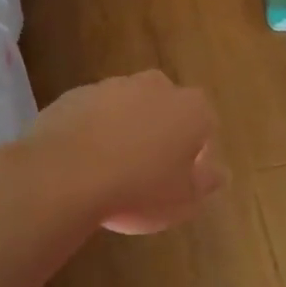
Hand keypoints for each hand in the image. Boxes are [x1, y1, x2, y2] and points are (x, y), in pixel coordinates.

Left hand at [25, 70, 224, 233]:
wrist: (64, 176)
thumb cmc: (138, 189)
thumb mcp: (184, 199)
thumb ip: (206, 182)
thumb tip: (221, 172)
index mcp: (191, 108)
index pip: (205, 125)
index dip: (196, 153)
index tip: (182, 179)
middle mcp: (156, 87)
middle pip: (166, 108)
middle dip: (161, 132)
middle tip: (149, 172)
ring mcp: (112, 86)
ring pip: (128, 107)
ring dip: (125, 129)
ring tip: (111, 170)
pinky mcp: (75, 95)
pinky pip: (93, 114)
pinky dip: (92, 131)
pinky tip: (82, 163)